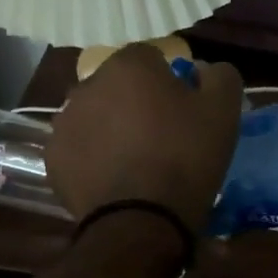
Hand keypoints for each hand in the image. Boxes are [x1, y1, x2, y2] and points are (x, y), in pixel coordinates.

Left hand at [49, 45, 243, 233]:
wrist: (142, 220)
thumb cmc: (186, 156)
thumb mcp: (224, 110)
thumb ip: (219, 75)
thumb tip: (203, 69)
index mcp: (128, 65)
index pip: (150, 57)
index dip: (169, 79)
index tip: (183, 107)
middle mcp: (88, 85)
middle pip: (117, 85)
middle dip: (135, 101)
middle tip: (161, 134)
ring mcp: (65, 122)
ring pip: (95, 115)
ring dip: (111, 127)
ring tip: (136, 160)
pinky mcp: (53, 159)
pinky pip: (79, 148)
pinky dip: (94, 157)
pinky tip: (114, 178)